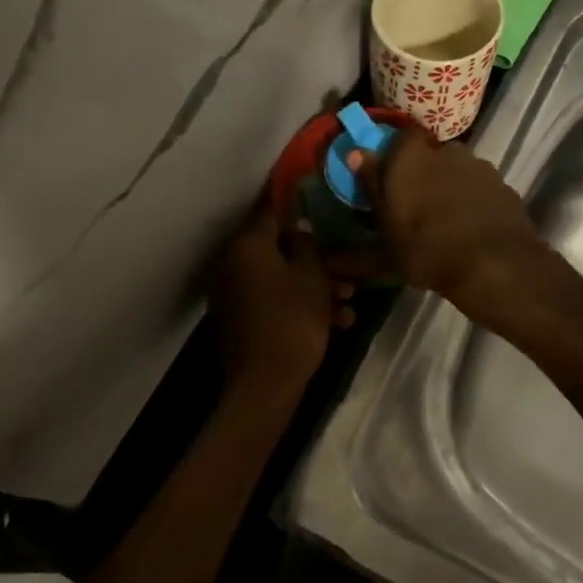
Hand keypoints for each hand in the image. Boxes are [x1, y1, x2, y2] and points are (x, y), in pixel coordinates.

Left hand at [208, 205, 353, 393]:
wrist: (265, 384)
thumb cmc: (293, 320)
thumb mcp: (312, 276)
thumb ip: (308, 243)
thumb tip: (300, 227)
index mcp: (247, 245)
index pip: (271, 210)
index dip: (297, 204)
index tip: (319, 199)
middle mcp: (233, 263)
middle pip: (279, 247)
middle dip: (316, 256)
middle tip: (347, 266)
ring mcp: (235, 293)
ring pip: (281, 276)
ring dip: (315, 284)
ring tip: (349, 300)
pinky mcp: (242, 318)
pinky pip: (274, 299)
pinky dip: (300, 304)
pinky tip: (338, 321)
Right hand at [346, 130, 545, 315]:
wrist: (493, 265)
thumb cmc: (425, 249)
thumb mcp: (385, 231)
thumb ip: (369, 187)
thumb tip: (353, 154)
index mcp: (410, 156)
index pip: (401, 138)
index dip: (397, 156)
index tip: (391, 179)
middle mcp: (446, 151)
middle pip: (431, 155)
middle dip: (424, 173)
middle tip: (417, 204)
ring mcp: (480, 167)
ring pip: (458, 171)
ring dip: (451, 187)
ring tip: (445, 220)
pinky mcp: (504, 187)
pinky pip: (480, 189)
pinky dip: (474, 201)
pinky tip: (470, 228)